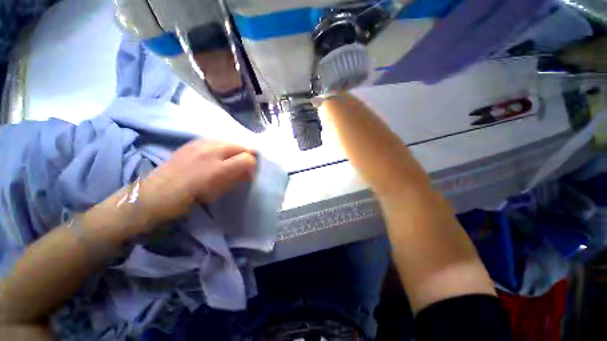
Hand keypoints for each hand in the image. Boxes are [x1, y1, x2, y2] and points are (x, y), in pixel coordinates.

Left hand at [137, 140, 256, 228]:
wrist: (156, 194)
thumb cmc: (190, 199)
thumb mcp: (219, 193)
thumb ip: (236, 179)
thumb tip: (247, 172)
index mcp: (219, 169)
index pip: (248, 158)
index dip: (252, 165)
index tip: (249, 173)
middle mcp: (212, 151)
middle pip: (241, 146)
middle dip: (247, 155)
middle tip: (244, 165)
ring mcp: (201, 144)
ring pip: (230, 140)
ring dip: (236, 149)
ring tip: (232, 159)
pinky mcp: (193, 141)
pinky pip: (217, 139)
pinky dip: (223, 146)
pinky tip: (218, 154)